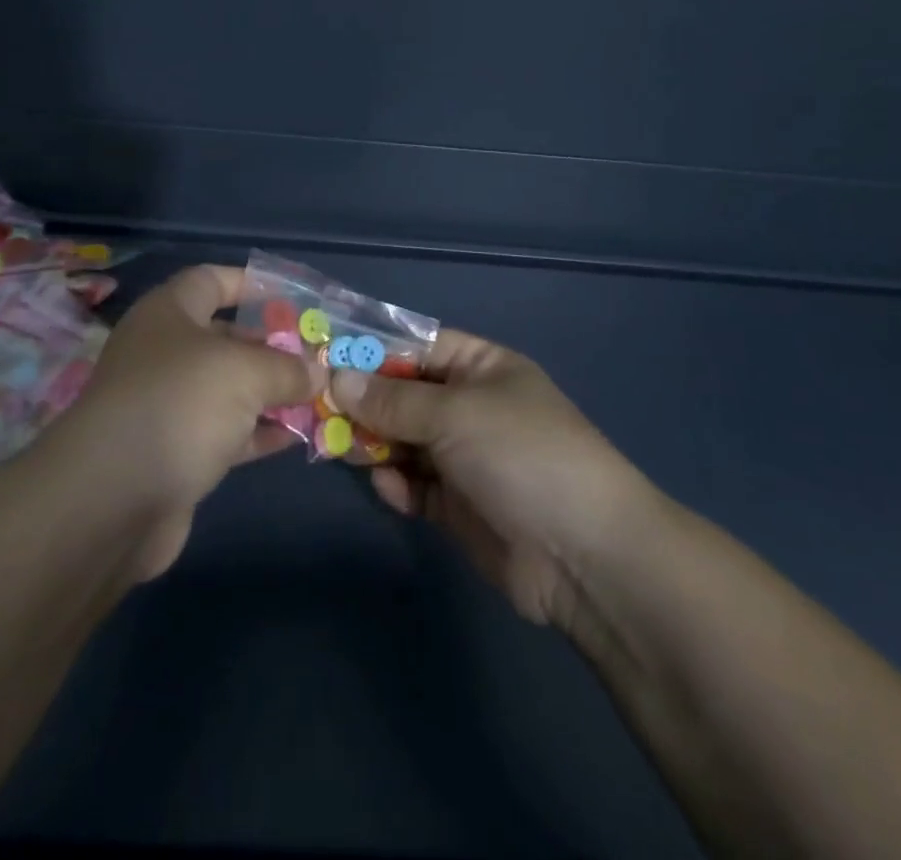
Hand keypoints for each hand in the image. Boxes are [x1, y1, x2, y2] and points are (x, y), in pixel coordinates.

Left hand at [47, 265, 317, 579]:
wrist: (111, 501)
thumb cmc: (178, 404)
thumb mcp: (243, 372)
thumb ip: (286, 368)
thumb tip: (318, 372)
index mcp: (169, 314)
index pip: (212, 281)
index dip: (251, 284)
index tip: (294, 298)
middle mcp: (165, 353)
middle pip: (226, 337)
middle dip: (273, 345)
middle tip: (319, 356)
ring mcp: (168, 405)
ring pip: (230, 389)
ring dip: (273, 393)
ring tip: (320, 396)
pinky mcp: (176, 453)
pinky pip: (226, 432)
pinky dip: (259, 432)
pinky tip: (297, 437)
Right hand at [329, 330, 651, 629]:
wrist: (584, 556)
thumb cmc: (521, 455)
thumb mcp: (455, 413)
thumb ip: (392, 399)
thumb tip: (337, 377)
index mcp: (481, 367)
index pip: (416, 345)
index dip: (372, 349)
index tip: (323, 356)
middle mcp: (470, 407)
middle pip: (403, 394)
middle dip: (364, 400)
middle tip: (316, 408)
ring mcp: (464, 458)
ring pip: (403, 440)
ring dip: (373, 443)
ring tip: (338, 447)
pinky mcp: (458, 506)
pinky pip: (414, 485)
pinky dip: (396, 484)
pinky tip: (387, 486)